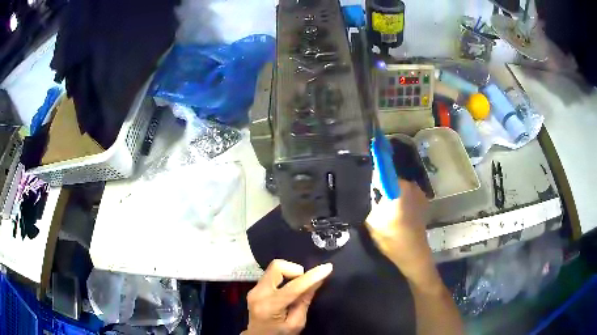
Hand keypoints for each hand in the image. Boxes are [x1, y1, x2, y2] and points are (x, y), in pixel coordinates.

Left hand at [243, 260, 332, 334]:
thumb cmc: (280, 334)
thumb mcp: (296, 323)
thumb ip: (305, 301)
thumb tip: (317, 280)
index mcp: (269, 306)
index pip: (293, 287)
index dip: (312, 276)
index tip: (327, 267)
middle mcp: (258, 293)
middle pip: (277, 267)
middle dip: (296, 271)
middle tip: (305, 284)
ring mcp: (253, 289)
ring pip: (275, 268)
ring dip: (290, 274)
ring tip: (296, 289)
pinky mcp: (254, 287)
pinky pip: (271, 274)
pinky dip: (284, 277)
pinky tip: (287, 289)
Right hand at [366, 180, 437, 286]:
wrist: (412, 253)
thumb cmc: (392, 236)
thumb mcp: (372, 220)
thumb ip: (367, 202)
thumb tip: (363, 191)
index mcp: (400, 187)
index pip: (383, 172)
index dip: (373, 178)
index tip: (365, 187)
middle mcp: (412, 186)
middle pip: (391, 181)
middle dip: (382, 189)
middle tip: (373, 203)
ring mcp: (420, 194)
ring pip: (399, 190)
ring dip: (391, 196)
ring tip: (384, 211)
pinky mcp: (423, 203)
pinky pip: (407, 197)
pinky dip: (400, 202)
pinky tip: (395, 215)